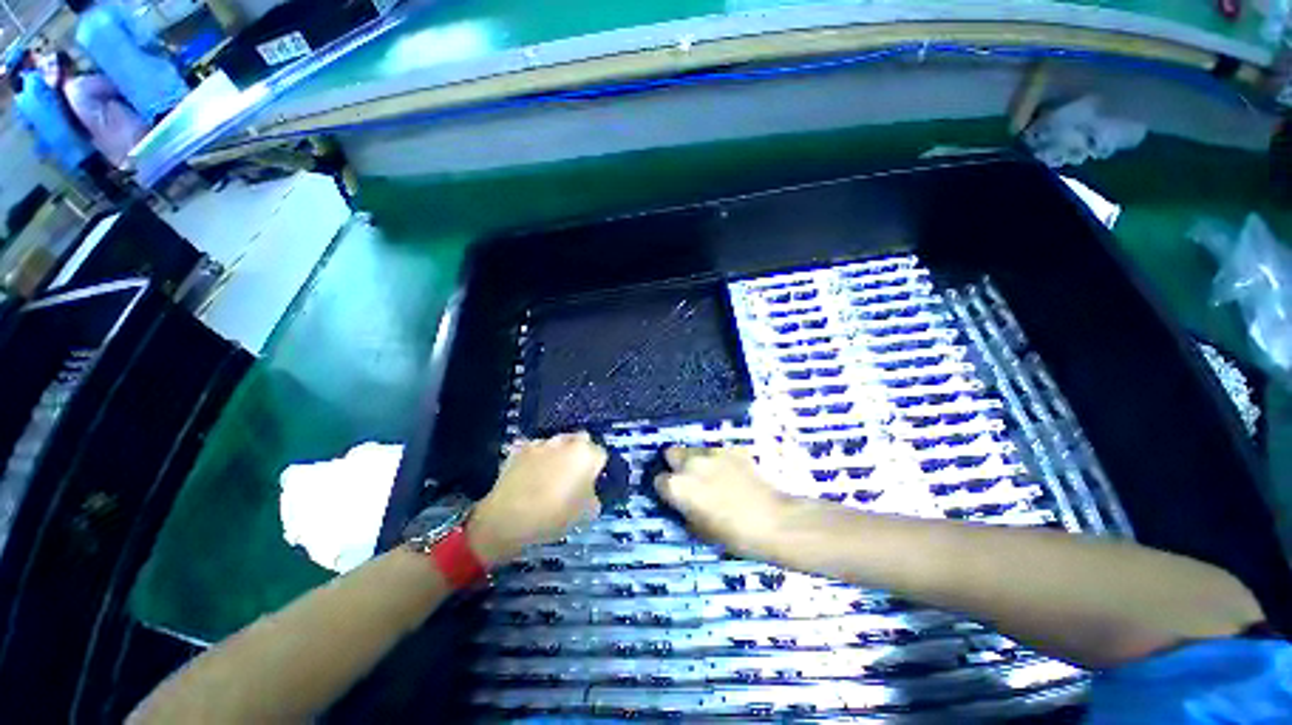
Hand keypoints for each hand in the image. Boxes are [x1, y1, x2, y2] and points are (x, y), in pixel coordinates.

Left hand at [469, 432, 606, 565]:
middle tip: (574, 475)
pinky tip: (531, 476)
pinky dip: (536, 459)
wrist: (507, 518)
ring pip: (557, 444)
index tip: (592, 483)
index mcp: (586, 454)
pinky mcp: (520, 450)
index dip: (597, 469)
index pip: (601, 454)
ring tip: (550, 476)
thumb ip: (594, 497)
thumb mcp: (586, 514)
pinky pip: (535, 451)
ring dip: (558, 454)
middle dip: (580, 454)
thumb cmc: (554, 516)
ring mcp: (541, 443)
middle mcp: (566, 442)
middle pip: (581, 441)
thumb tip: (589, 491)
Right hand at [654, 446, 789, 556]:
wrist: (774, 521)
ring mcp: (713, 452)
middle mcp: (691, 463)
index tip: (673, 496)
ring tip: (712, 476)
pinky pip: (719, 452)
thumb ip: (685, 512)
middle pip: (671, 453)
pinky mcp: (733, 449)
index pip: (658, 480)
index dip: (665, 489)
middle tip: (688, 479)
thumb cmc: (734, 535)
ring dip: (697, 461)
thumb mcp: (700, 531)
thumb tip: (684, 506)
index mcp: (678, 486)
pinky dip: (720, 460)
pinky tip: (732, 474)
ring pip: (695, 450)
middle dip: (675, 464)